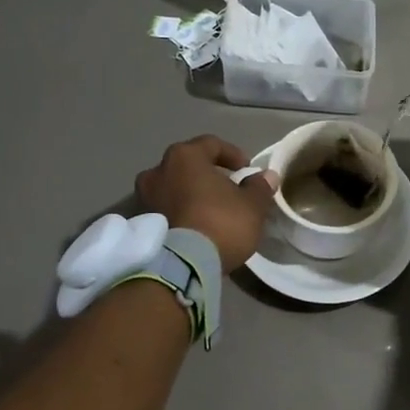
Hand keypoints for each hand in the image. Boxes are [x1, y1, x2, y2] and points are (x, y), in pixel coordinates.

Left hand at [135, 136, 279, 272]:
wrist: (183, 266)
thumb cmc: (221, 222)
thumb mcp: (252, 205)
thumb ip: (259, 187)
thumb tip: (267, 176)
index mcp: (184, 156)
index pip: (211, 144)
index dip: (233, 154)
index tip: (247, 170)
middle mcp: (158, 170)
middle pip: (188, 165)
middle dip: (209, 174)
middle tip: (229, 189)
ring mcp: (145, 197)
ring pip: (174, 187)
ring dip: (192, 194)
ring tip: (212, 210)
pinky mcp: (142, 223)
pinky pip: (167, 208)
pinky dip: (181, 211)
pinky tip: (197, 225)